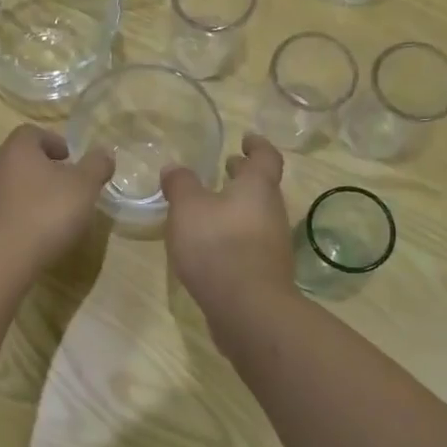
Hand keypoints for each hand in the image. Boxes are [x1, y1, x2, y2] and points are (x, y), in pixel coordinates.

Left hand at [0, 125, 115, 280]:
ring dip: (18, 196)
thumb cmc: (43, 216)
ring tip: (39, 217)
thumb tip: (104, 151)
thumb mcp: (83, 189)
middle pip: (13, 160)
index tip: (68, 159)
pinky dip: (3, 220)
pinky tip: (18, 240)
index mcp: (16, 150)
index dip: (52, 142)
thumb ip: (96, 167)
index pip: (32, 133)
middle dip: (35, 170)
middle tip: (57, 188)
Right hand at [161, 134, 292, 314]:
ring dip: (237, 207)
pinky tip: (211, 244)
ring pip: (256, 216)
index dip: (257, 145)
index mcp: (257, 188)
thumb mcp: (187, 207)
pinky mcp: (265, 272)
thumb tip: (174, 168)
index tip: (246, 138)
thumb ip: (180, 184)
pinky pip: (250, 242)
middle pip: (262, 187)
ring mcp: (272, 244)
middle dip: (243, 176)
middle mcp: (272, 212)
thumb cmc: (217, 245)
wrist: (247, 307)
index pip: (266, 157)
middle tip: (226, 168)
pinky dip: (234, 234)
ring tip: (210, 208)